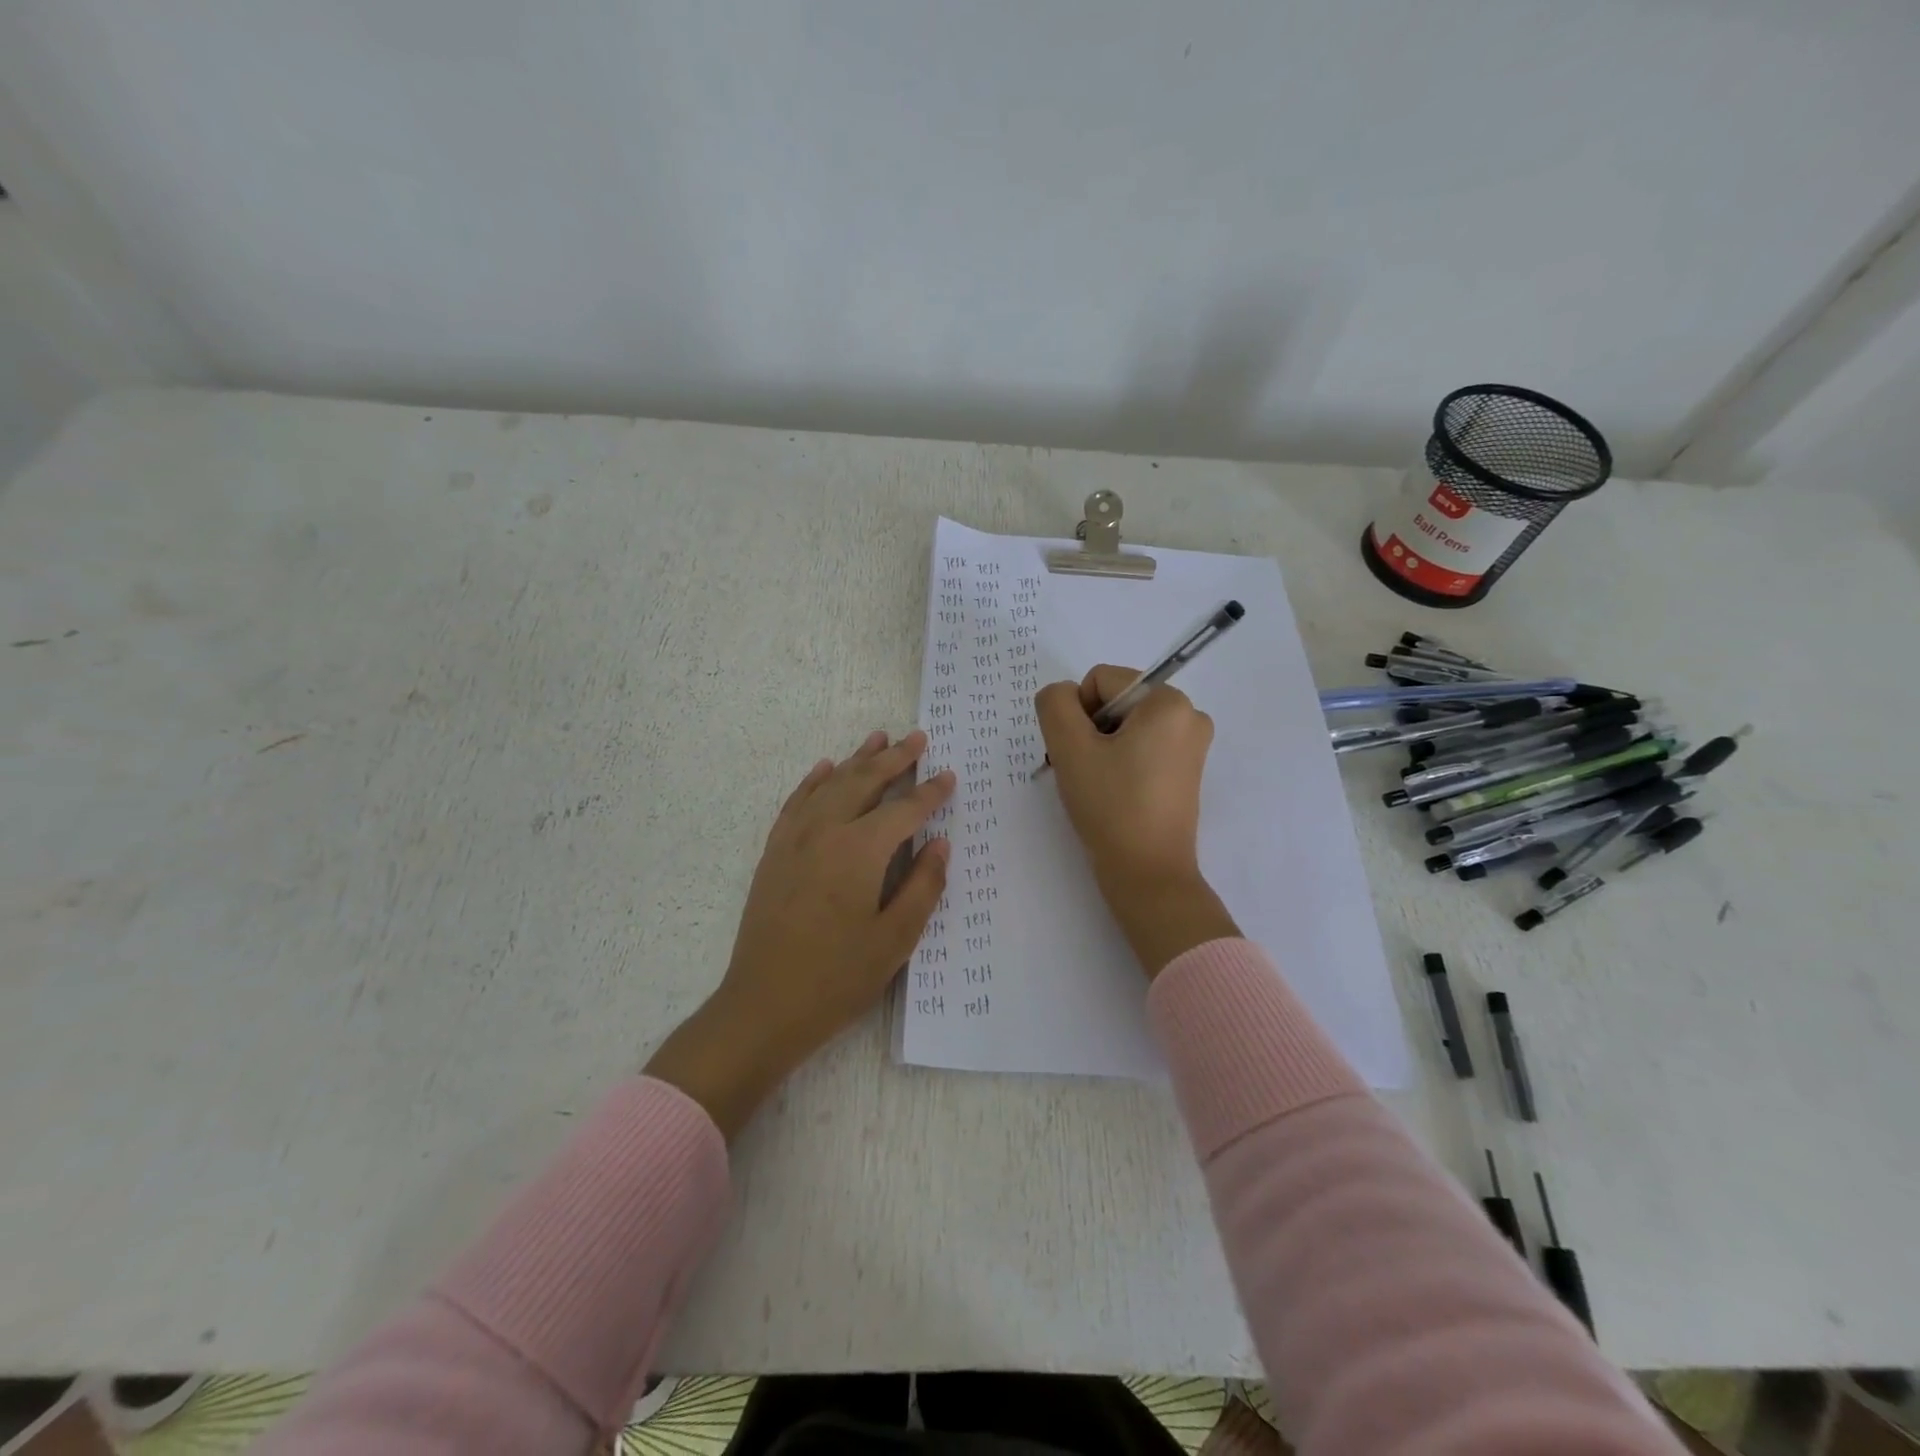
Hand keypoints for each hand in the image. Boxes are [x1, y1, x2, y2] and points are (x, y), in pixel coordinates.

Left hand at [645, 730, 953, 1137]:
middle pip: (864, 782)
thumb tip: (941, 844)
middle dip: (894, 758)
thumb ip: (923, 886)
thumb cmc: (837, 978)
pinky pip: (797, 802)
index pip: (904, 810)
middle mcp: (825, 831)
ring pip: (830, 784)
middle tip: (918, 738)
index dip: (930, 793)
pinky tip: (825, 769)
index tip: (949, 777)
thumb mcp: (895, 939)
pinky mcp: (775, 852)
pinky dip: (814, 780)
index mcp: (860, 850)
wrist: (763, 1005)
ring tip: (879, 738)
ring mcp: (794, 839)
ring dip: (857, 759)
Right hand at [1036, 666, 1238, 977]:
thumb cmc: (1110, 806)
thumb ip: (1055, 704)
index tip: (1080, 754)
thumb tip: (1062, 695)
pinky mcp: (1185, 771)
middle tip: (1084, 772)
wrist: (1147, 874)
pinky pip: (1141, 747)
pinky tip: (1112, 793)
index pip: (1101, 681)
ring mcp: (1191, 745)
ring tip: (1097, 785)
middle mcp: (1189, 715)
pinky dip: (1119, 763)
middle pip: (1114, 702)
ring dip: (1100, 748)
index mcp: (1169, 701)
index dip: (1078, 714)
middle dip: (1090, 731)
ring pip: (1124, 727)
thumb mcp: (1069, 747)